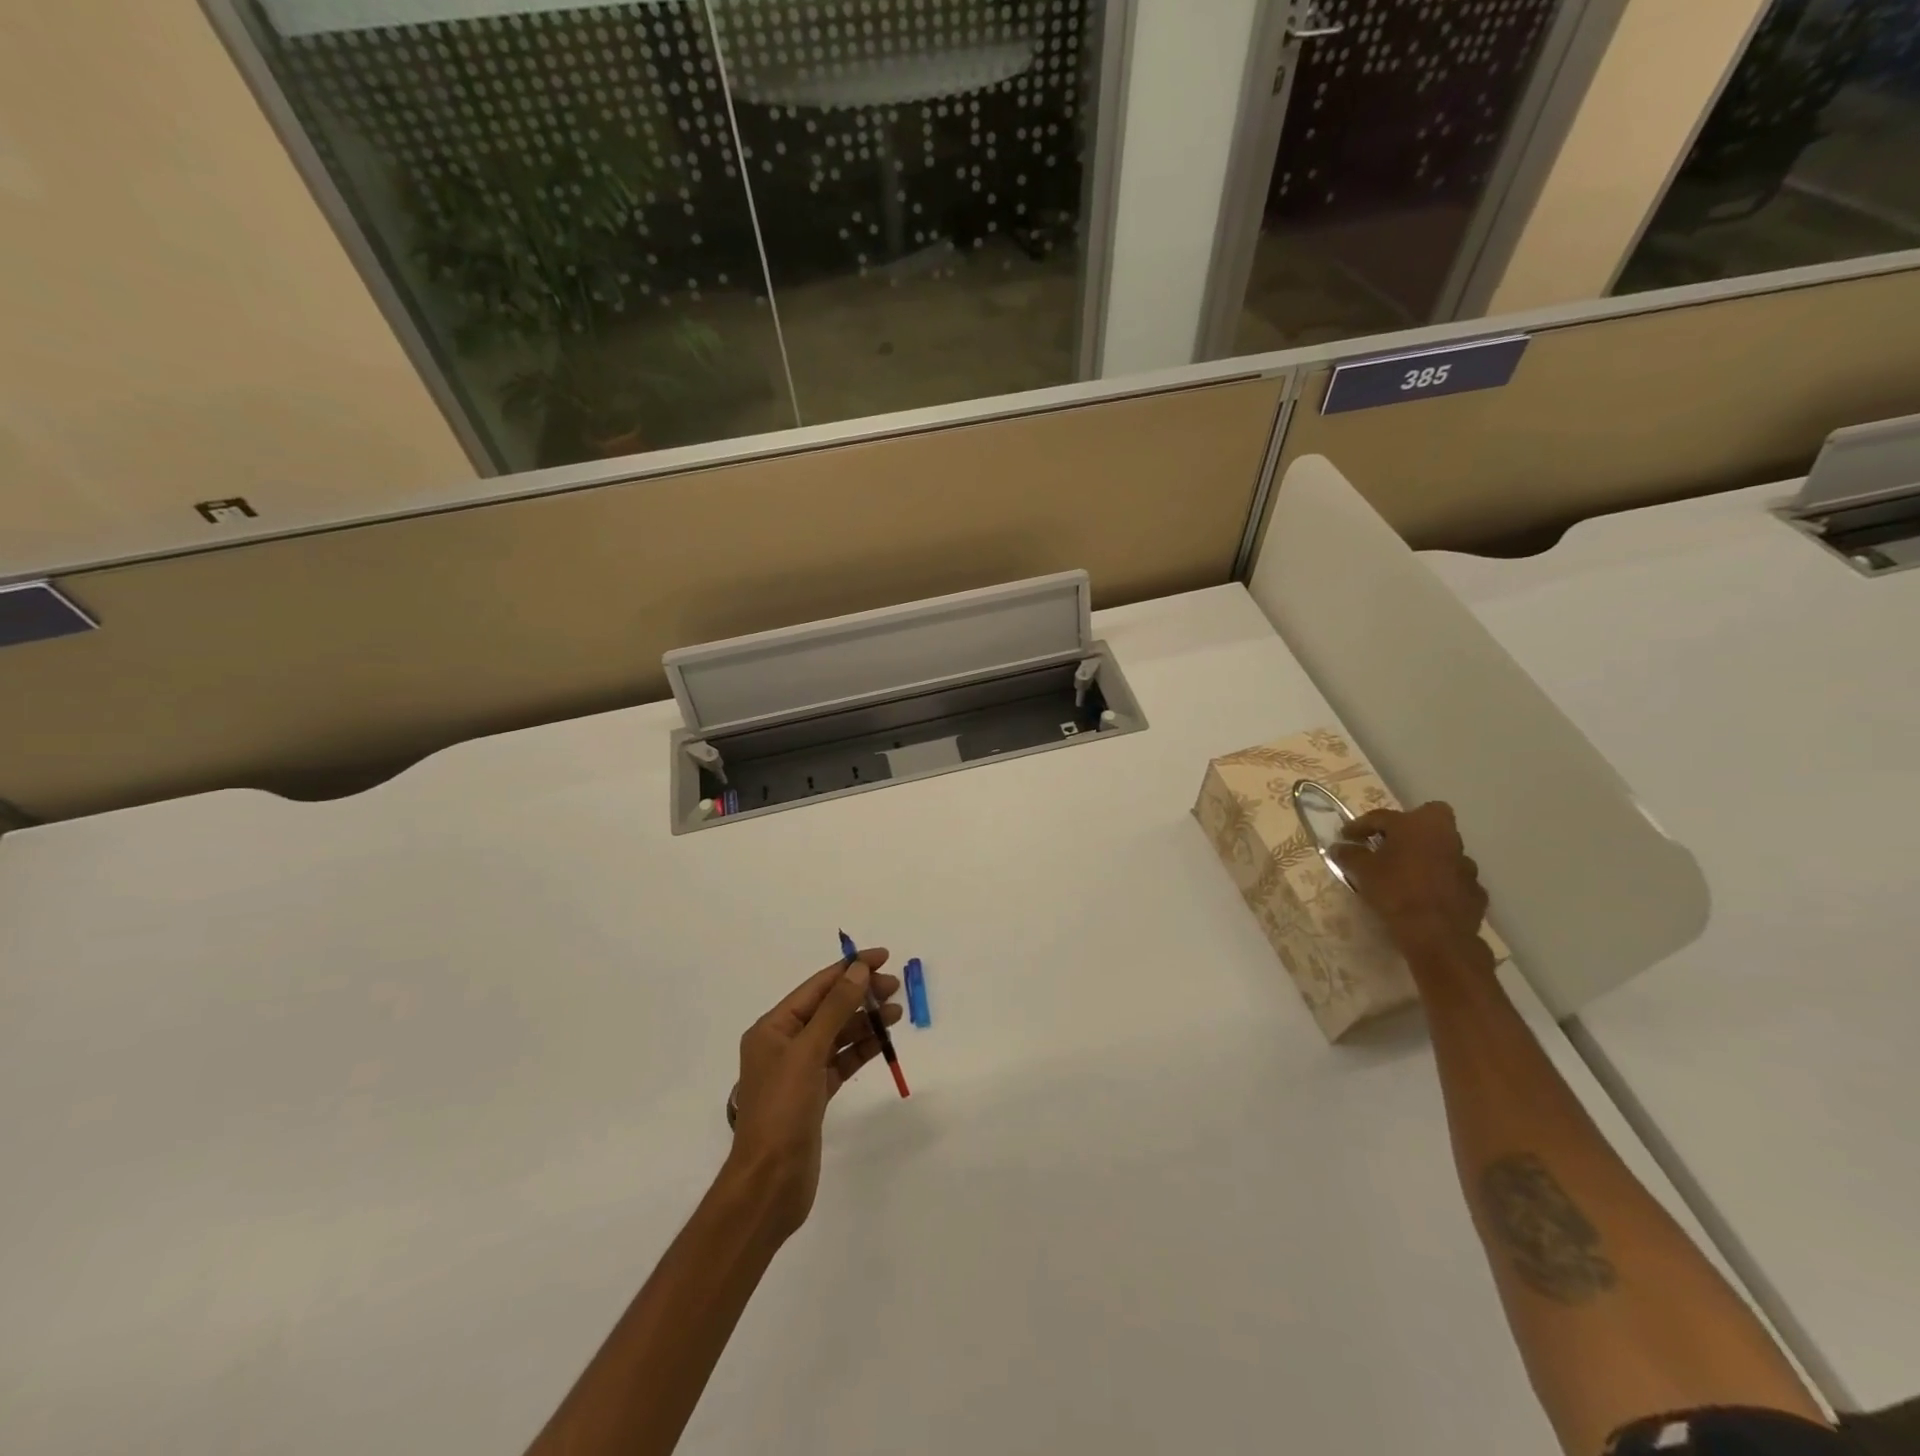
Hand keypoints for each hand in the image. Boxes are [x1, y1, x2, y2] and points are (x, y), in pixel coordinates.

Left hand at [725, 951, 901, 1238]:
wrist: (770, 1183)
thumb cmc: (782, 1110)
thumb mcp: (808, 1052)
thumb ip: (835, 1008)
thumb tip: (858, 970)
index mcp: (773, 1028)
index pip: (816, 987)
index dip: (849, 969)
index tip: (882, 957)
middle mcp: (784, 1044)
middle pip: (828, 1008)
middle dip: (860, 994)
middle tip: (894, 987)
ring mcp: (799, 1071)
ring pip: (838, 1034)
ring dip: (865, 1021)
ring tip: (896, 1012)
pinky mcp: (814, 1095)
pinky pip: (841, 1060)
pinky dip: (862, 1048)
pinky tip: (883, 1040)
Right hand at [1329, 802, 1492, 967]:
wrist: (1438, 935)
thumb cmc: (1396, 892)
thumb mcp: (1362, 871)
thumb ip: (1349, 854)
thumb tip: (1339, 847)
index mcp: (1417, 824)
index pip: (1382, 817)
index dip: (1360, 826)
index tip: (1345, 836)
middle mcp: (1446, 836)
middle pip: (1428, 818)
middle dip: (1410, 826)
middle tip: (1389, 843)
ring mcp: (1465, 863)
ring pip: (1443, 849)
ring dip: (1426, 856)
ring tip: (1406, 873)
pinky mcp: (1475, 889)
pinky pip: (1452, 877)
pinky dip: (1439, 881)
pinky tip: (1426, 895)